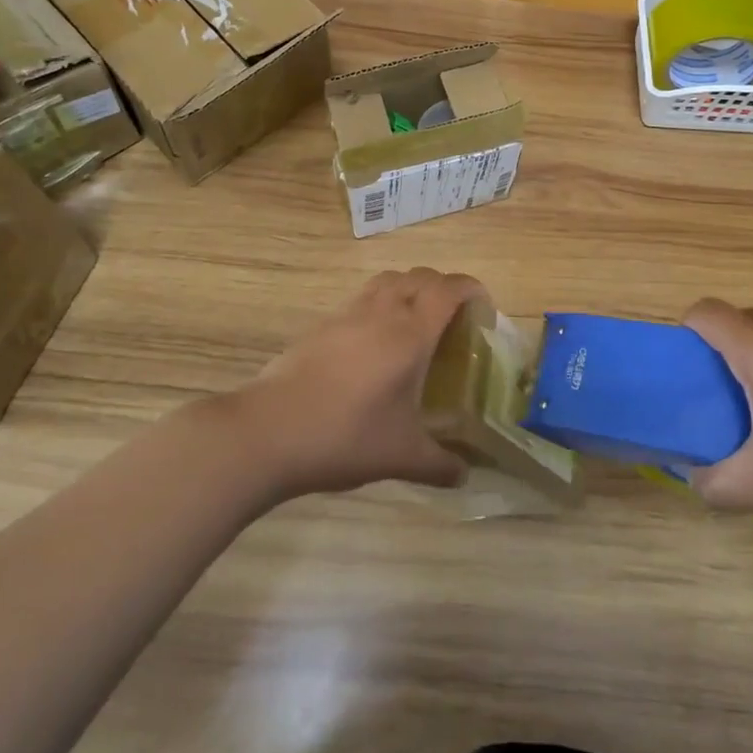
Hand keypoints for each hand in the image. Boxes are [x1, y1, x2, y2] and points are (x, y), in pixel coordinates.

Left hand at [229, 268, 478, 499]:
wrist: (269, 431)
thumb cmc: (346, 436)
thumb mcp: (401, 456)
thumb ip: (439, 464)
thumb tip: (465, 475)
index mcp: (410, 333)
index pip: (449, 290)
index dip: (471, 289)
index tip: (483, 306)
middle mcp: (382, 312)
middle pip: (419, 276)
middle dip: (442, 287)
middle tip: (452, 318)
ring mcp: (347, 314)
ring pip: (387, 281)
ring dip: (409, 289)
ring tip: (415, 322)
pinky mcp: (321, 325)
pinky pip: (361, 299)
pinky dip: (379, 305)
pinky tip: (374, 344)